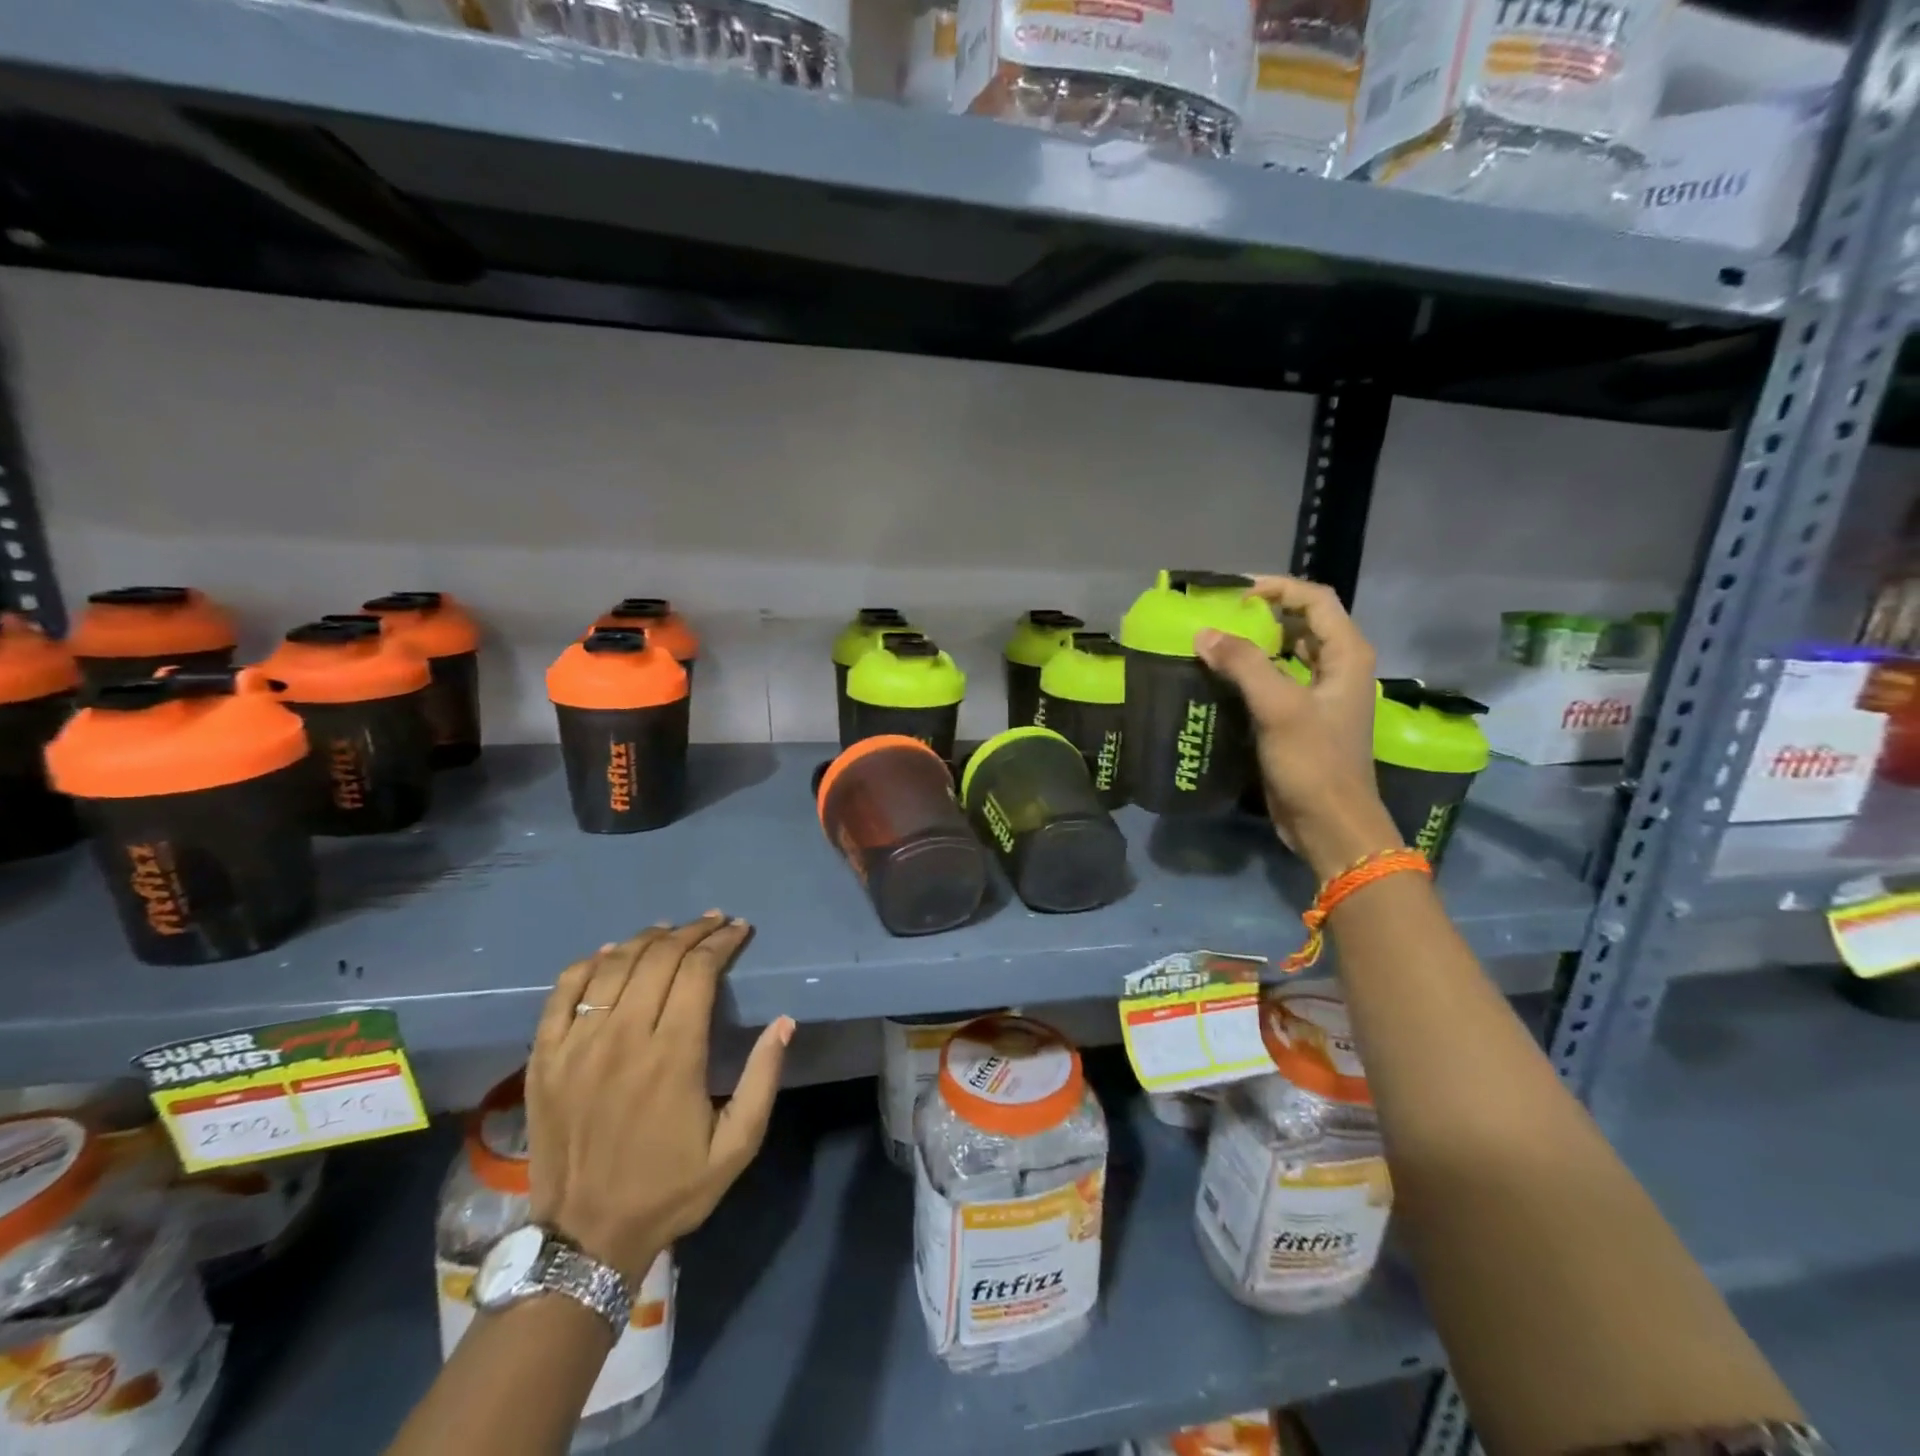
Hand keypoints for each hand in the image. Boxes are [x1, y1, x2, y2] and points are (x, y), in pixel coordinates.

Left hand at [524, 913, 793, 1283]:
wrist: (585, 1238)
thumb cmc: (669, 1189)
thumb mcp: (737, 1146)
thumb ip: (764, 1079)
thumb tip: (784, 1022)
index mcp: (673, 1057)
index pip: (697, 972)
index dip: (721, 942)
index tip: (739, 930)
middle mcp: (623, 1039)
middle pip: (658, 958)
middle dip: (692, 932)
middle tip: (714, 922)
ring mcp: (577, 1046)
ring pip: (613, 966)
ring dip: (647, 939)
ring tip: (671, 930)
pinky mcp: (544, 1058)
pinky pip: (564, 992)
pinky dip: (590, 964)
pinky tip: (611, 953)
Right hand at [1195, 575, 1402, 878]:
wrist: (1330, 825)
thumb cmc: (1314, 763)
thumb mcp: (1279, 708)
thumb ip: (1243, 664)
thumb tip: (1203, 633)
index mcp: (1347, 655)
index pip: (1314, 600)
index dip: (1276, 587)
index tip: (1234, 593)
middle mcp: (1338, 669)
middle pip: (1301, 623)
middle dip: (1261, 614)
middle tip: (1218, 616)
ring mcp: (1321, 696)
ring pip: (1287, 654)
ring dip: (1254, 645)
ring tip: (1213, 643)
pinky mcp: (1302, 721)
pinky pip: (1276, 683)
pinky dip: (1251, 674)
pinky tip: (1220, 680)